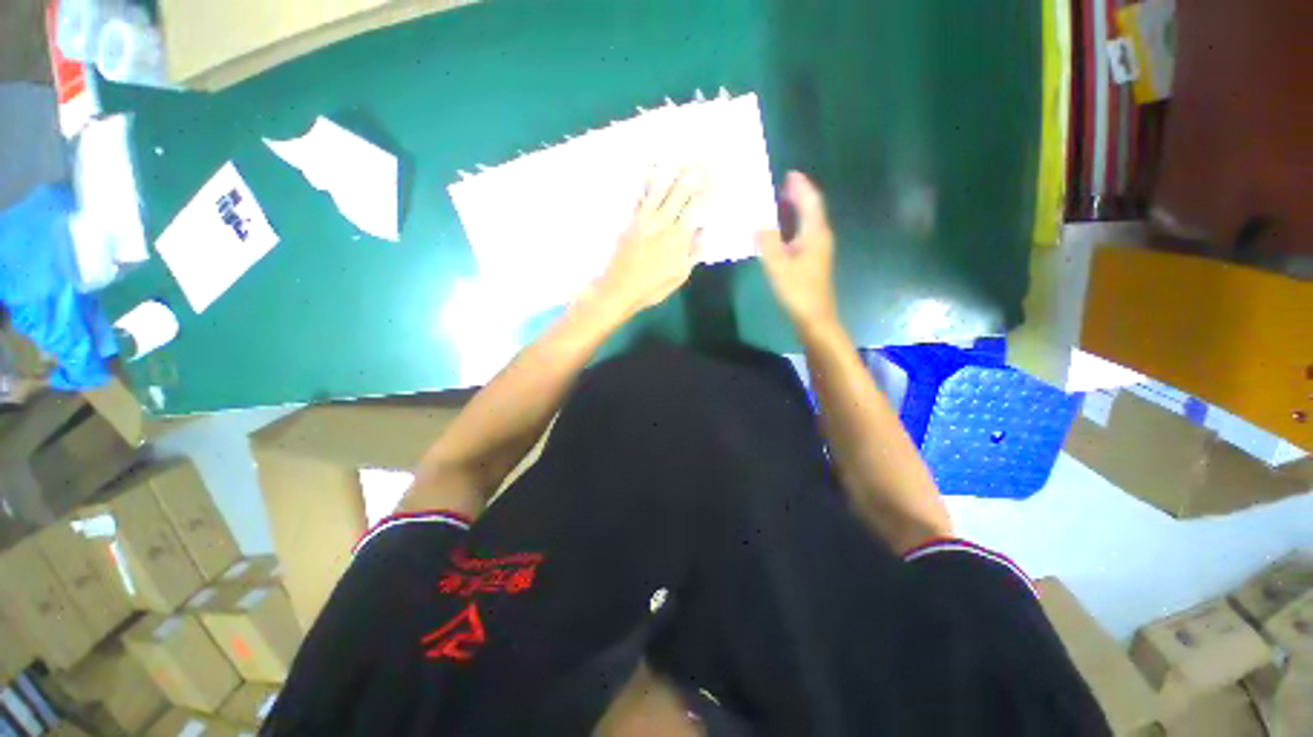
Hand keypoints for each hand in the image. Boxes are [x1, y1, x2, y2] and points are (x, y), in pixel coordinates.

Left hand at [597, 168, 705, 314]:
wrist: (619, 288)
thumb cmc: (652, 287)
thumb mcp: (679, 276)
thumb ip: (693, 253)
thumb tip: (704, 233)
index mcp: (677, 238)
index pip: (696, 207)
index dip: (707, 191)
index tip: (716, 177)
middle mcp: (662, 222)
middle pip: (680, 192)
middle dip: (693, 173)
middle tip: (703, 157)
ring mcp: (644, 219)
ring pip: (660, 188)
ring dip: (672, 170)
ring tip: (681, 156)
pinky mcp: (630, 220)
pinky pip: (639, 196)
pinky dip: (647, 182)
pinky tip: (651, 171)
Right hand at [758, 171, 837, 331]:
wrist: (814, 317)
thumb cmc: (797, 291)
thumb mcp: (778, 266)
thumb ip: (768, 242)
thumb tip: (759, 223)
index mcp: (815, 234)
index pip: (811, 202)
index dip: (801, 187)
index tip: (789, 174)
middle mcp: (820, 237)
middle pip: (811, 209)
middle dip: (798, 195)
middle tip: (781, 185)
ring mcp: (817, 250)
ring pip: (808, 222)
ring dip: (795, 210)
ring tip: (779, 202)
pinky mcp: (812, 261)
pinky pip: (803, 234)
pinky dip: (792, 225)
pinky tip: (780, 231)